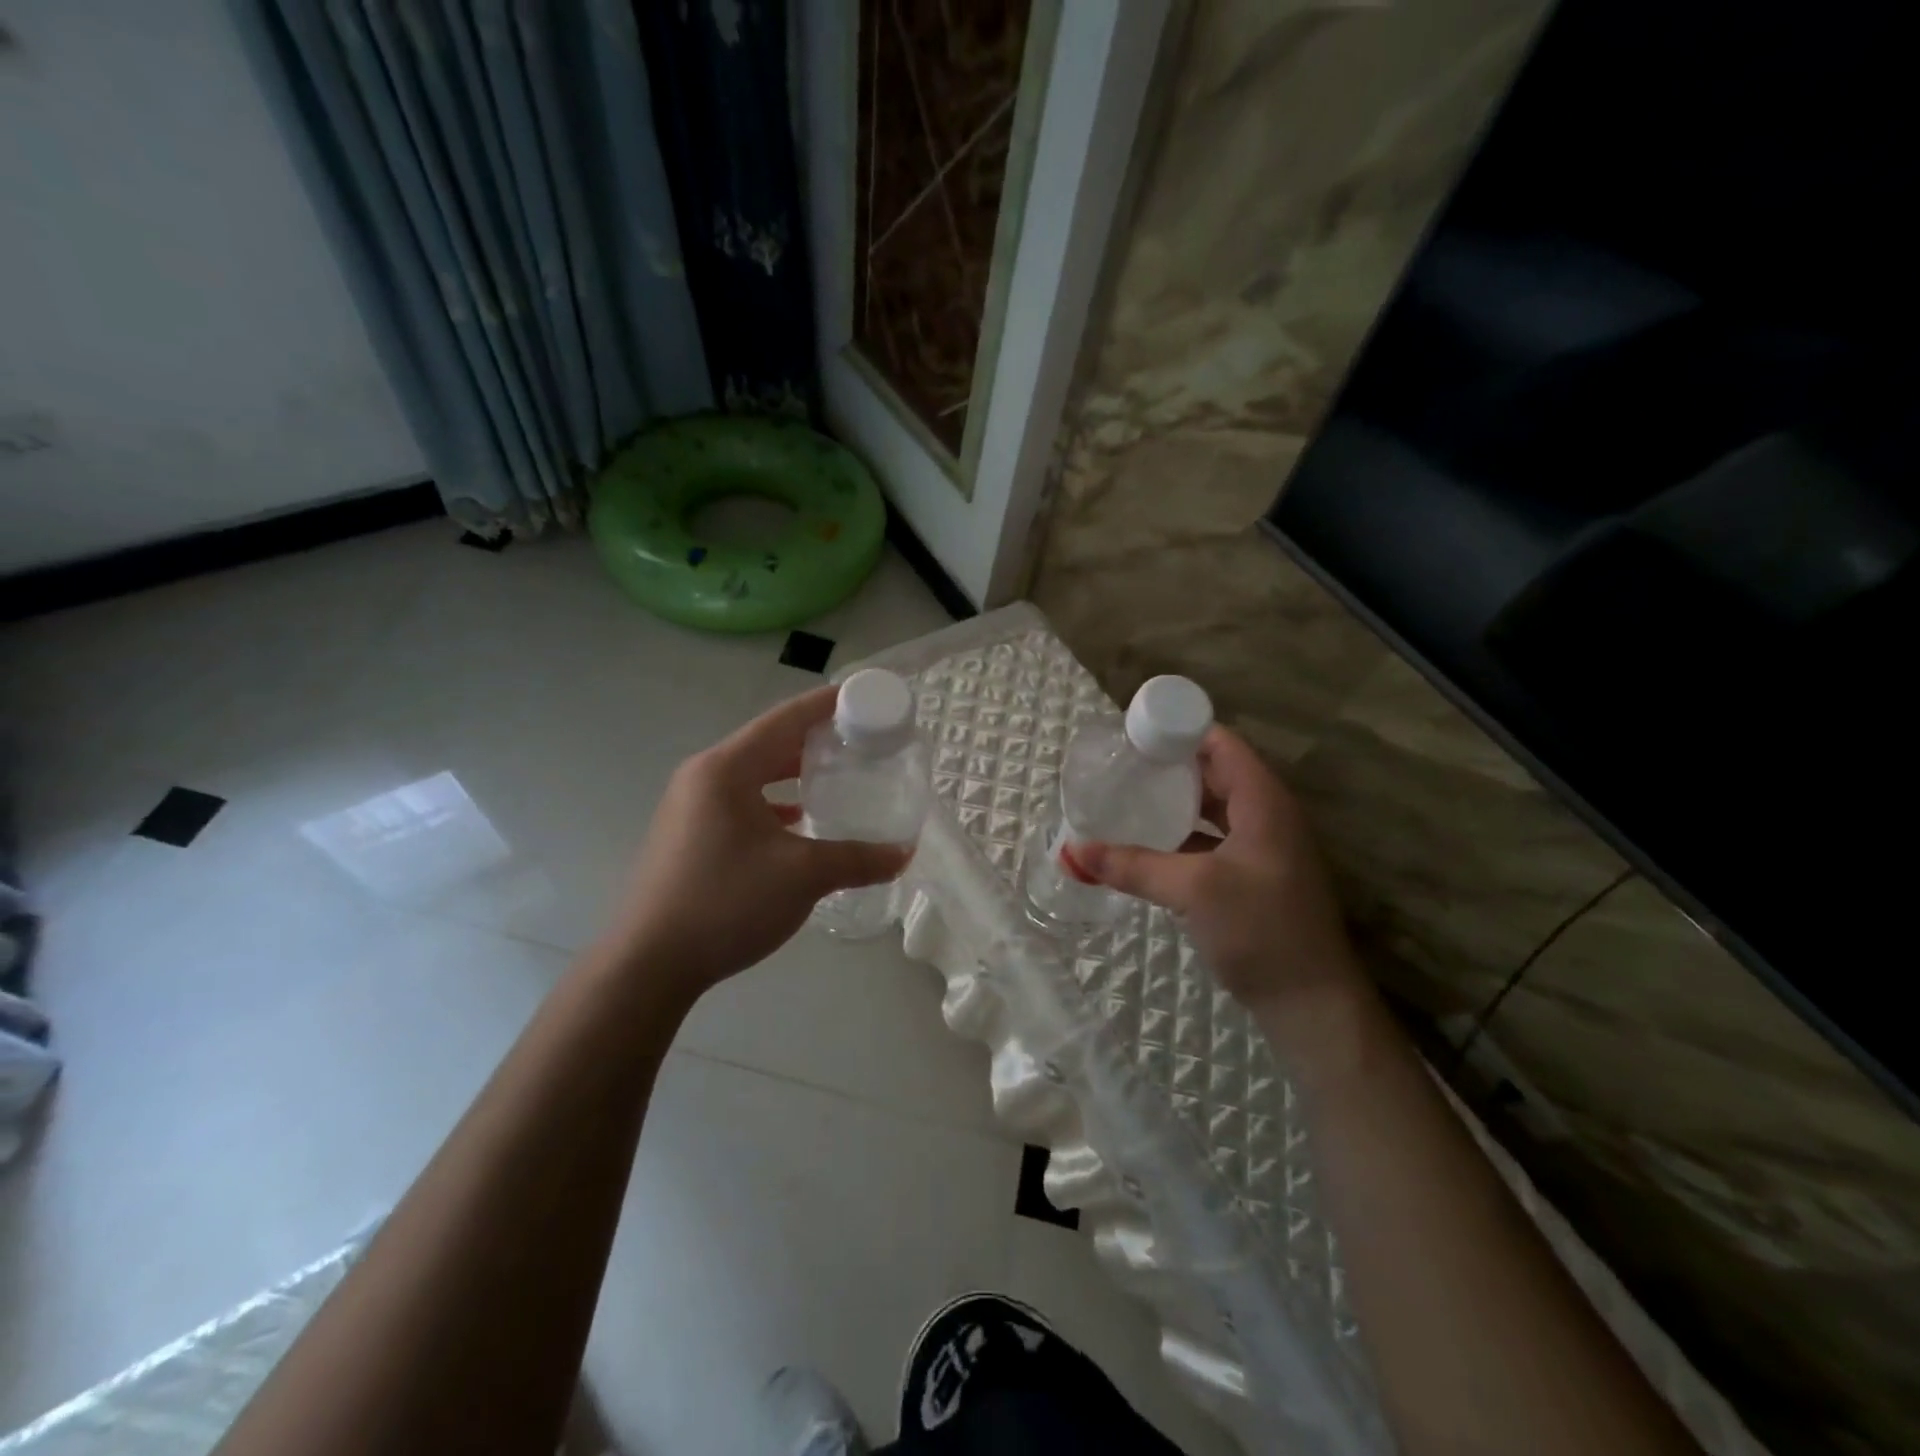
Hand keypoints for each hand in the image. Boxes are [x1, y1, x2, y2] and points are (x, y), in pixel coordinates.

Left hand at [596, 686, 912, 1000]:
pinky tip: (800, 823)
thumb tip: (903, 853)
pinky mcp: (689, 834)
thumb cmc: (726, 902)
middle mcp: (704, 776)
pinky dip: (775, 803)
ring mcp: (690, 805)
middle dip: (816, 739)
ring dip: (794, 772)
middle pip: (769, 742)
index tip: (865, 696)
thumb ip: (857, 858)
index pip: (785, 718)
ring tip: (837, 776)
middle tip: (862, 741)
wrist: (648, 964)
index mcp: (726, 768)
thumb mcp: (802, 876)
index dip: (827, 704)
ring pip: (754, 774)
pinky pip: (741, 801)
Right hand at [1075, 726, 1365, 1026]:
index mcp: (1263, 801)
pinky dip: (1182, 834)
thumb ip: (1132, 866)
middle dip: (1168, 766)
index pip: (1220, 743)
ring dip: (1173, 801)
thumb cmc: (1261, 930)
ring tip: (1125, 797)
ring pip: (1212, 808)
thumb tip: (1071, 851)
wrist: (1312, 1005)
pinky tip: (1148, 843)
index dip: (1178, 731)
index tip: (1131, 736)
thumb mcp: (1193, 890)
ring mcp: (1262, 848)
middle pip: (1214, 772)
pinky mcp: (1254, 877)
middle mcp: (1266, 815)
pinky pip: (1212, 839)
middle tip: (1118, 766)